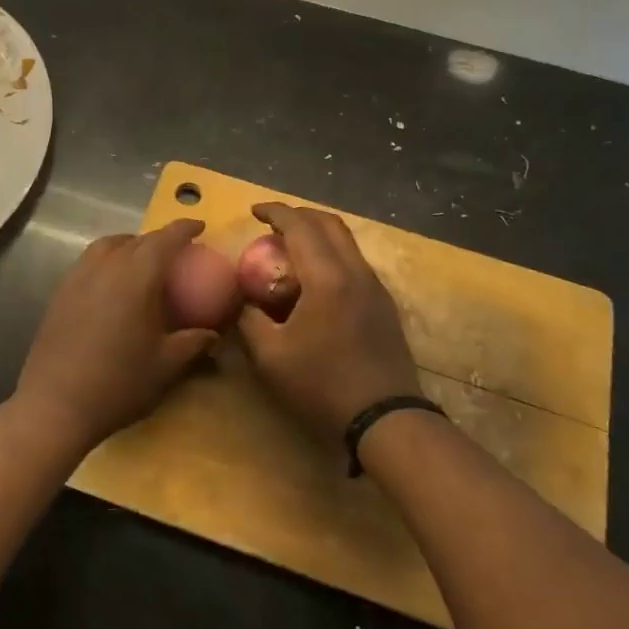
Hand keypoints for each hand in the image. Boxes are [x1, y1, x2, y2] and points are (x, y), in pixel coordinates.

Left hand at [11, 219, 218, 454]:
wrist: (55, 406)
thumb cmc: (118, 383)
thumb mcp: (166, 365)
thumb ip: (193, 342)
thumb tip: (213, 334)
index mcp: (136, 276)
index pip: (164, 239)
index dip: (184, 229)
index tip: (200, 226)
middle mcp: (105, 266)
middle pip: (136, 239)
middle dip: (158, 239)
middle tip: (176, 252)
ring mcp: (77, 277)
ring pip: (107, 246)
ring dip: (129, 245)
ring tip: (142, 262)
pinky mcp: (60, 293)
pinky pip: (89, 262)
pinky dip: (107, 261)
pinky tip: (113, 285)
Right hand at [236, 203, 418, 443]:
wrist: (385, 417)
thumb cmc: (322, 384)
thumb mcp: (271, 356)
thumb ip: (250, 320)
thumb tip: (243, 301)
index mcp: (327, 277)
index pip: (300, 226)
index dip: (275, 212)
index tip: (253, 211)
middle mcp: (356, 271)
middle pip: (329, 224)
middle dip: (299, 215)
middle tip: (273, 224)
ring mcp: (375, 287)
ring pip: (346, 242)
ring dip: (318, 234)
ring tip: (291, 248)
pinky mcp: (384, 304)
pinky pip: (354, 262)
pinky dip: (331, 254)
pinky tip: (315, 280)